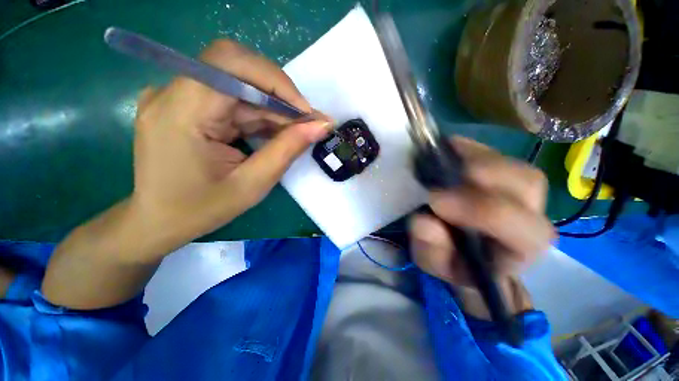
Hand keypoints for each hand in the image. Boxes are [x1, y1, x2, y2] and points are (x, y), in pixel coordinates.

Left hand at [132, 40, 331, 243]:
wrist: (157, 221)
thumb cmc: (200, 209)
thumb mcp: (252, 184)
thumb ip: (287, 150)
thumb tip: (321, 125)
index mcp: (180, 112)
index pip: (231, 63)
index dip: (276, 81)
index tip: (306, 111)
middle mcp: (172, 93)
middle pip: (237, 71)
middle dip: (279, 97)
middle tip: (307, 124)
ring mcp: (176, 97)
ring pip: (239, 87)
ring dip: (273, 109)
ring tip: (296, 132)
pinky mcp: (185, 105)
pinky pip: (231, 100)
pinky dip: (259, 115)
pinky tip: (274, 133)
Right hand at [409, 138, 554, 315]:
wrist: (466, 251)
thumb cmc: (453, 261)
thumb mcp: (434, 262)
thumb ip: (430, 249)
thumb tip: (424, 222)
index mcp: (520, 248)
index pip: (521, 228)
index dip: (480, 211)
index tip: (434, 201)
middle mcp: (532, 215)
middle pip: (527, 183)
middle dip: (482, 174)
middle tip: (439, 172)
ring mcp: (520, 189)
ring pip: (512, 163)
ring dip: (472, 158)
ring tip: (439, 161)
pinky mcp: (502, 171)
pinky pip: (491, 151)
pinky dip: (466, 149)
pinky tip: (443, 154)